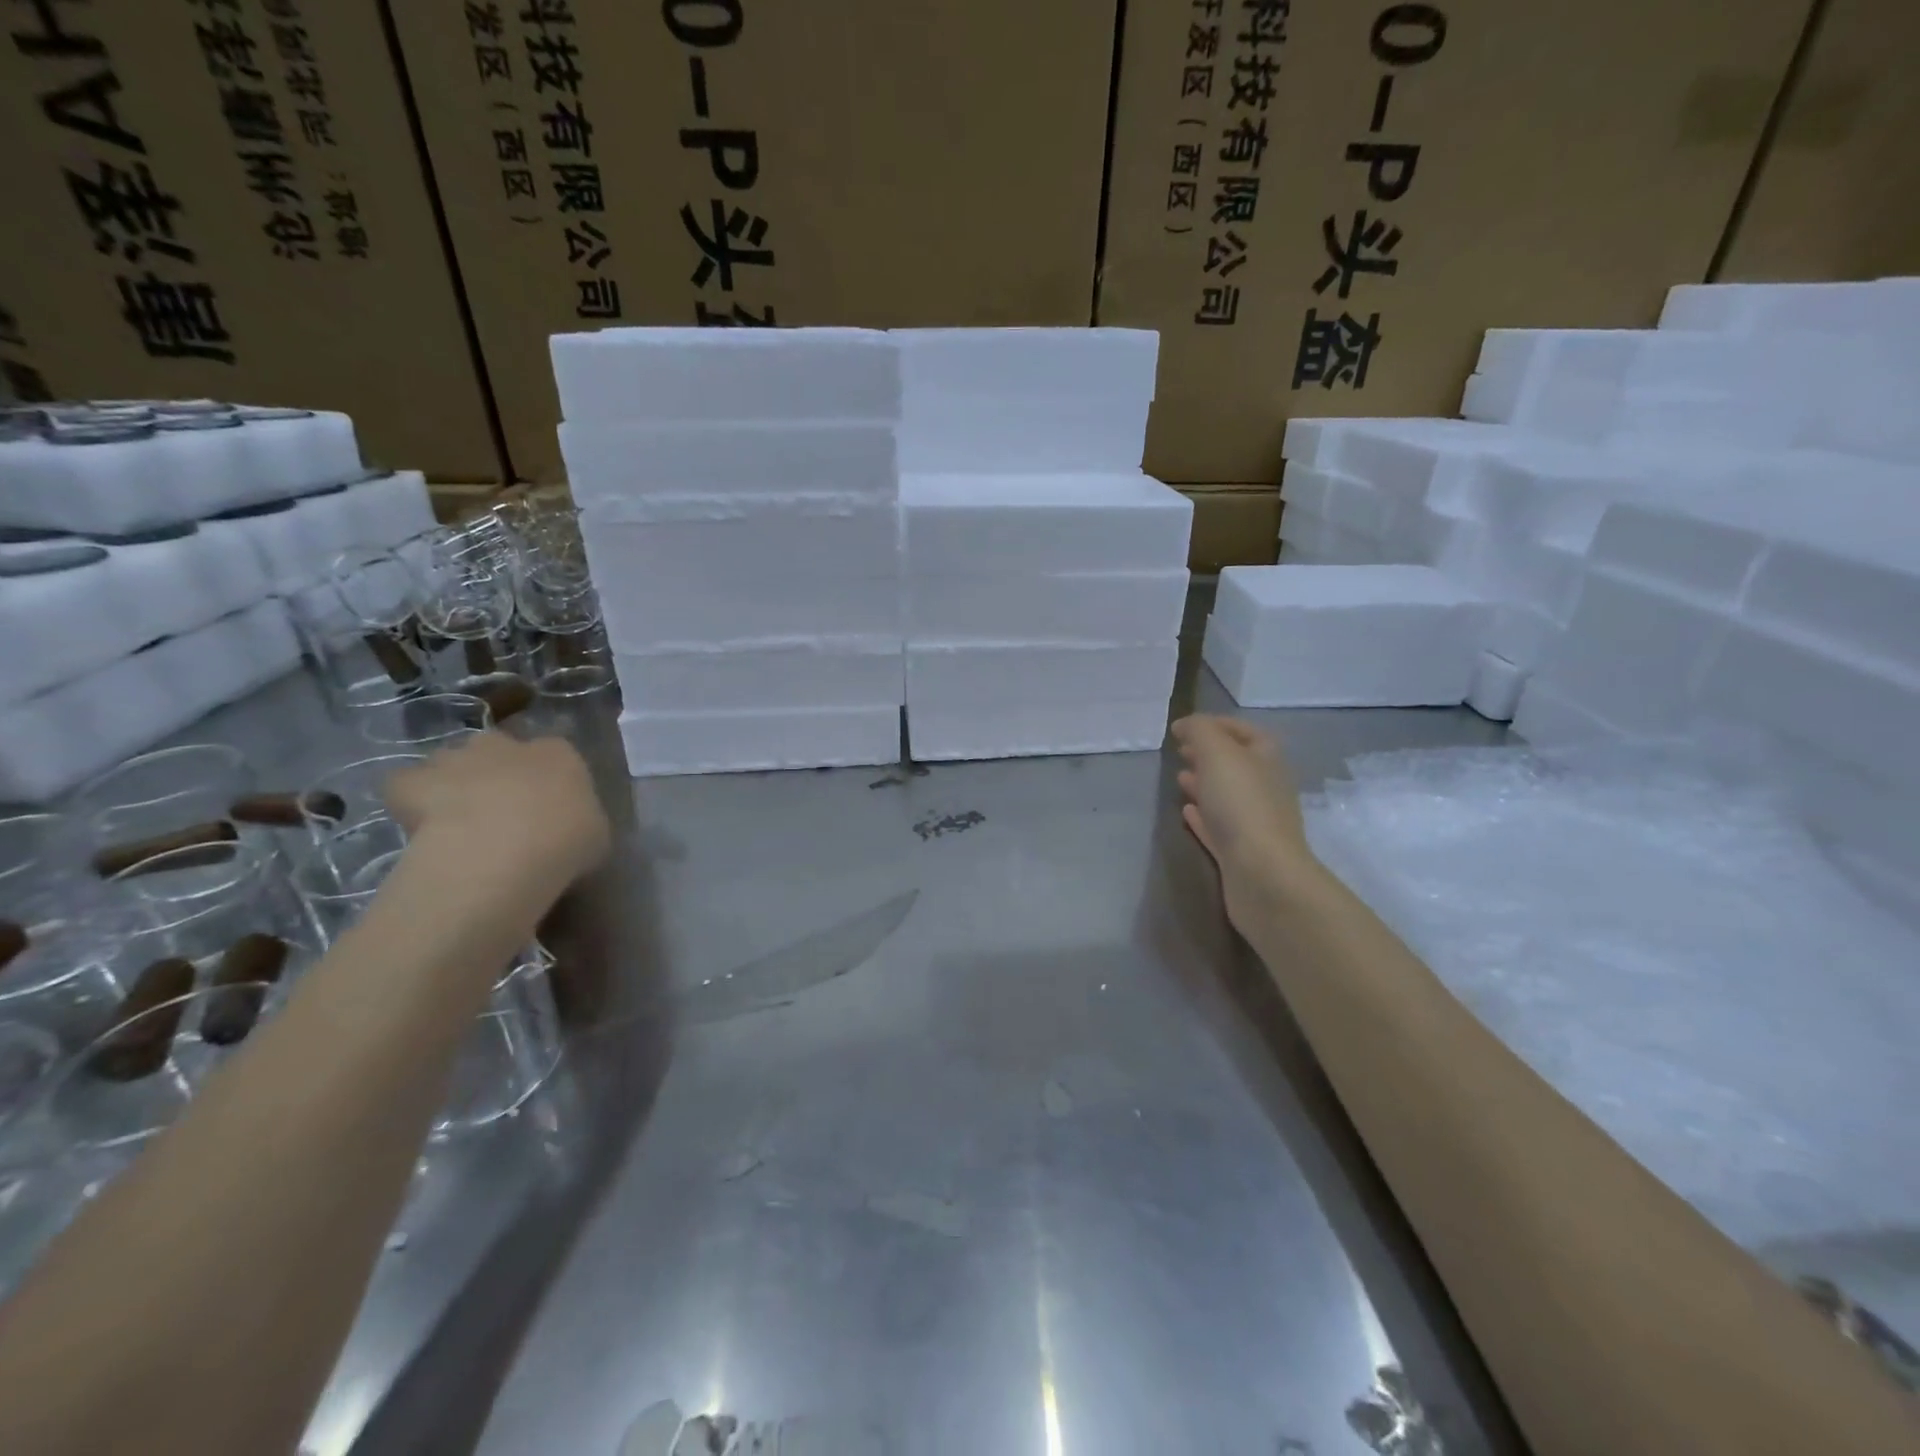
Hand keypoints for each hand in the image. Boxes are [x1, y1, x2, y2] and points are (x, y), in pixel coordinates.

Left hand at [384, 732, 609, 896]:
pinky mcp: (412, 781)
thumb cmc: (566, 842)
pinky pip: (406, 786)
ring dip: (453, 783)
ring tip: (457, 822)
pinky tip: (420, 827)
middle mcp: (506, 744)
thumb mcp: (595, 835)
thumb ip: (579, 821)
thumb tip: (568, 828)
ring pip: (451, 762)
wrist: (502, 854)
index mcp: (559, 753)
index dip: (547, 780)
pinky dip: (410, 801)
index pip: (555, 755)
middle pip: (498, 750)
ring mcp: (456, 758)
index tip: (546, 809)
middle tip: (501, 812)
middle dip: (496, 772)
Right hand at [1172, 715, 1313, 933]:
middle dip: (1208, 755)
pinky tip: (1186, 812)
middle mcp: (1266, 788)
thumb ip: (1200, 731)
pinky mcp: (1240, 853)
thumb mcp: (1217, 753)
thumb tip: (1185, 725)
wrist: (1262, 874)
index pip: (1244, 732)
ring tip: (1179, 778)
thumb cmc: (1241, 805)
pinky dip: (1202, 816)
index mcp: (1266, 760)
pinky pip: (1218, 827)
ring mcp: (1255, 822)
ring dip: (1204, 784)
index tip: (1182, 728)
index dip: (1216, 725)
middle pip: (1236, 764)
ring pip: (1227, 795)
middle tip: (1180, 751)